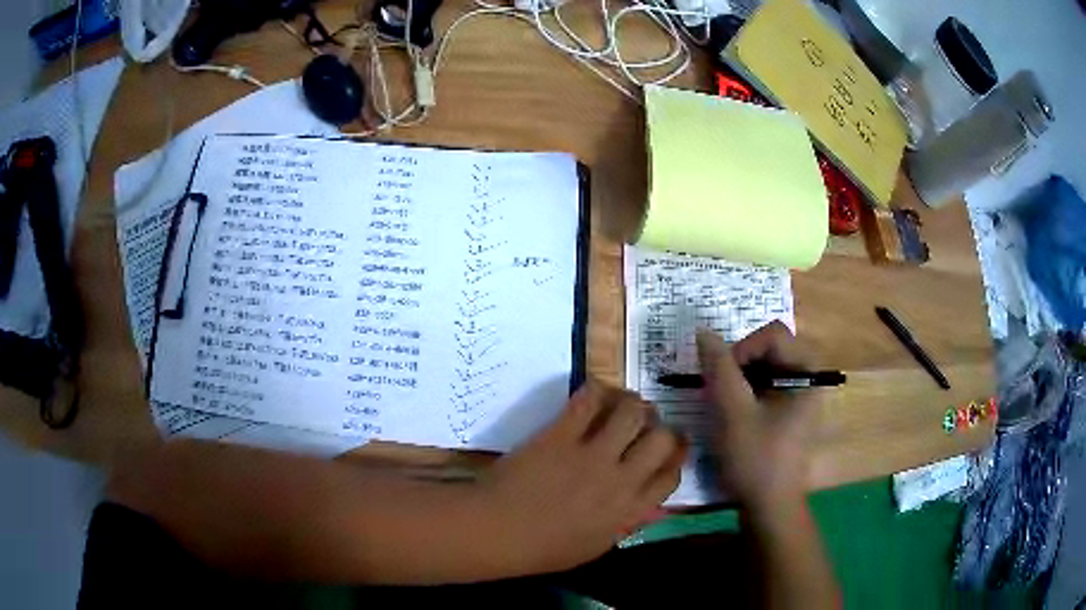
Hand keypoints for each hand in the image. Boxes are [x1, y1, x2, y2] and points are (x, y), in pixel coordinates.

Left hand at [479, 382, 685, 573]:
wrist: (497, 531)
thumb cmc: (542, 549)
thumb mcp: (595, 547)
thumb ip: (626, 523)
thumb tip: (650, 506)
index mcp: (629, 512)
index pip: (671, 477)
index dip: (674, 459)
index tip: (668, 451)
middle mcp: (620, 480)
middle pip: (662, 440)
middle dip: (662, 428)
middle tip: (648, 426)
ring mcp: (591, 454)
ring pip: (633, 413)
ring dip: (634, 405)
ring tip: (625, 406)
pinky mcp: (561, 434)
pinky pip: (590, 400)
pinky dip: (598, 391)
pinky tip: (595, 395)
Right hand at [697, 322, 818, 511]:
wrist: (770, 507)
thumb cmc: (756, 460)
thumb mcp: (734, 413)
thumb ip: (720, 370)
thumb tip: (703, 332)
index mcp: (807, 373)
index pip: (774, 334)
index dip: (743, 347)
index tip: (723, 377)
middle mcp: (809, 377)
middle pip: (771, 346)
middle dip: (741, 362)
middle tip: (720, 389)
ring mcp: (800, 394)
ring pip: (767, 365)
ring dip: (741, 376)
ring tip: (724, 401)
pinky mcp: (790, 410)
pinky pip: (768, 383)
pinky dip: (747, 389)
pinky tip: (733, 412)